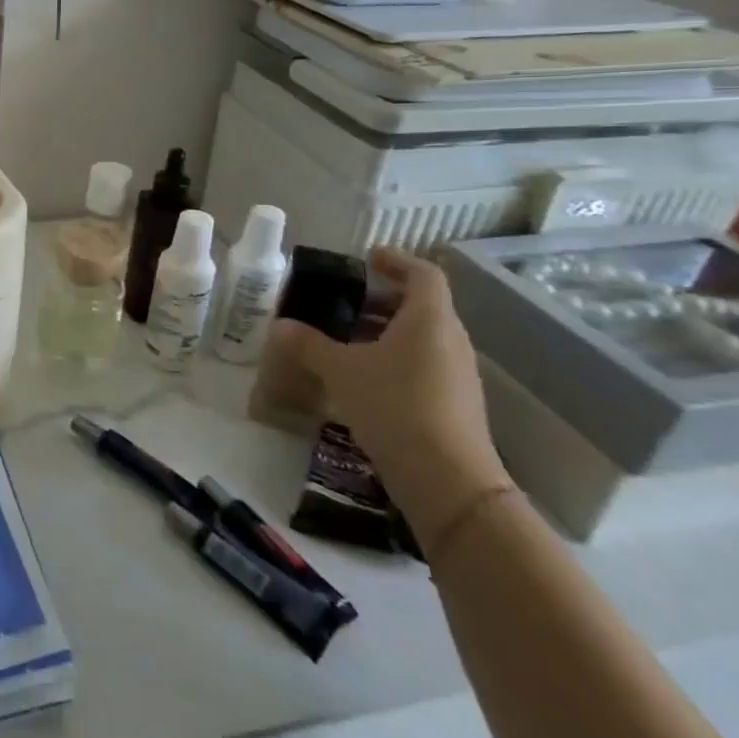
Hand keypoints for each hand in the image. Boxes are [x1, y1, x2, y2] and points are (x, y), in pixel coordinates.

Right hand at [272, 247, 509, 539]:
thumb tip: (280, 326)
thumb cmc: (394, 406)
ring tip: (348, 338)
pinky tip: (365, 378)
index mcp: (429, 319)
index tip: (369, 257)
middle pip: (423, 306)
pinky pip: (425, 365)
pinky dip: (397, 359)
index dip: (397, 261)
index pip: (423, 274)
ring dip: (389, 331)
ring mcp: (458, 374)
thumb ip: (309, 344)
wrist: (448, 480)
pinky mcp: (455, 404)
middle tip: (347, 300)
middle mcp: (451, 340)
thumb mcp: (341, 371)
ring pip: (423, 338)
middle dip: (385, 299)